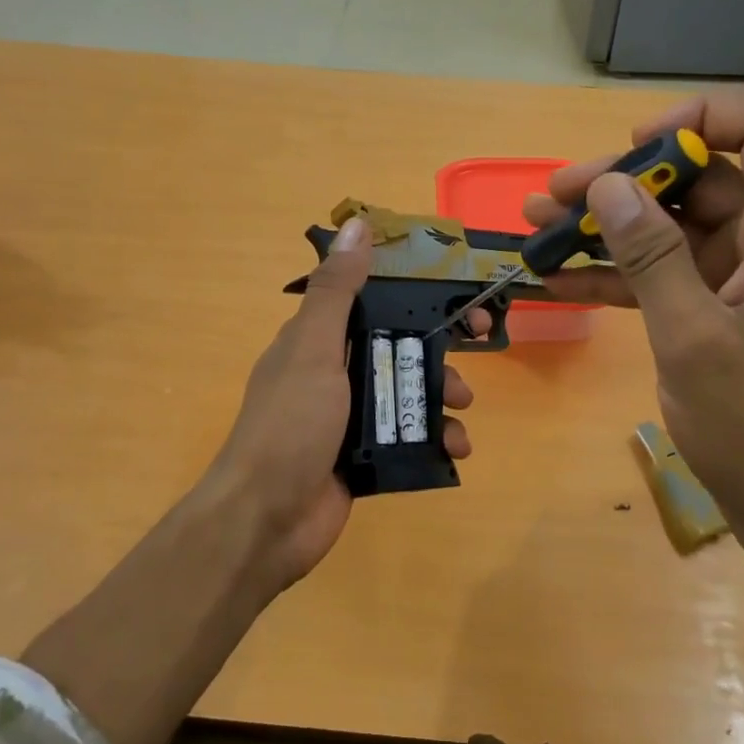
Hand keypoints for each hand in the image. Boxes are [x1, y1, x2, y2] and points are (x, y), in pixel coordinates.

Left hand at [206, 216, 478, 591]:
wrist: (266, 519)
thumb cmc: (290, 424)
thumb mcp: (313, 349)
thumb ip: (336, 291)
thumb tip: (357, 224)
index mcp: (317, 341)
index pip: (372, 301)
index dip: (413, 293)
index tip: (452, 291)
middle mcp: (334, 374)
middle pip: (397, 347)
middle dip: (437, 349)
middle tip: (477, 346)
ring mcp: (350, 419)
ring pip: (408, 394)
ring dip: (442, 397)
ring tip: (462, 412)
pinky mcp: (365, 458)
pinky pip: (409, 438)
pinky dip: (436, 440)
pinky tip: (456, 449)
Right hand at [524, 95, 743, 557]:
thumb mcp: (692, 336)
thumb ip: (650, 255)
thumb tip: (609, 185)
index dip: (699, 119)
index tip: (635, 148)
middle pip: (699, 179)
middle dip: (624, 181)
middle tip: (551, 197)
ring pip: (672, 229)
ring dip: (607, 229)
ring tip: (537, 231)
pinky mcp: (720, 314)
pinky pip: (664, 276)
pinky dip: (617, 276)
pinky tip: (558, 284)